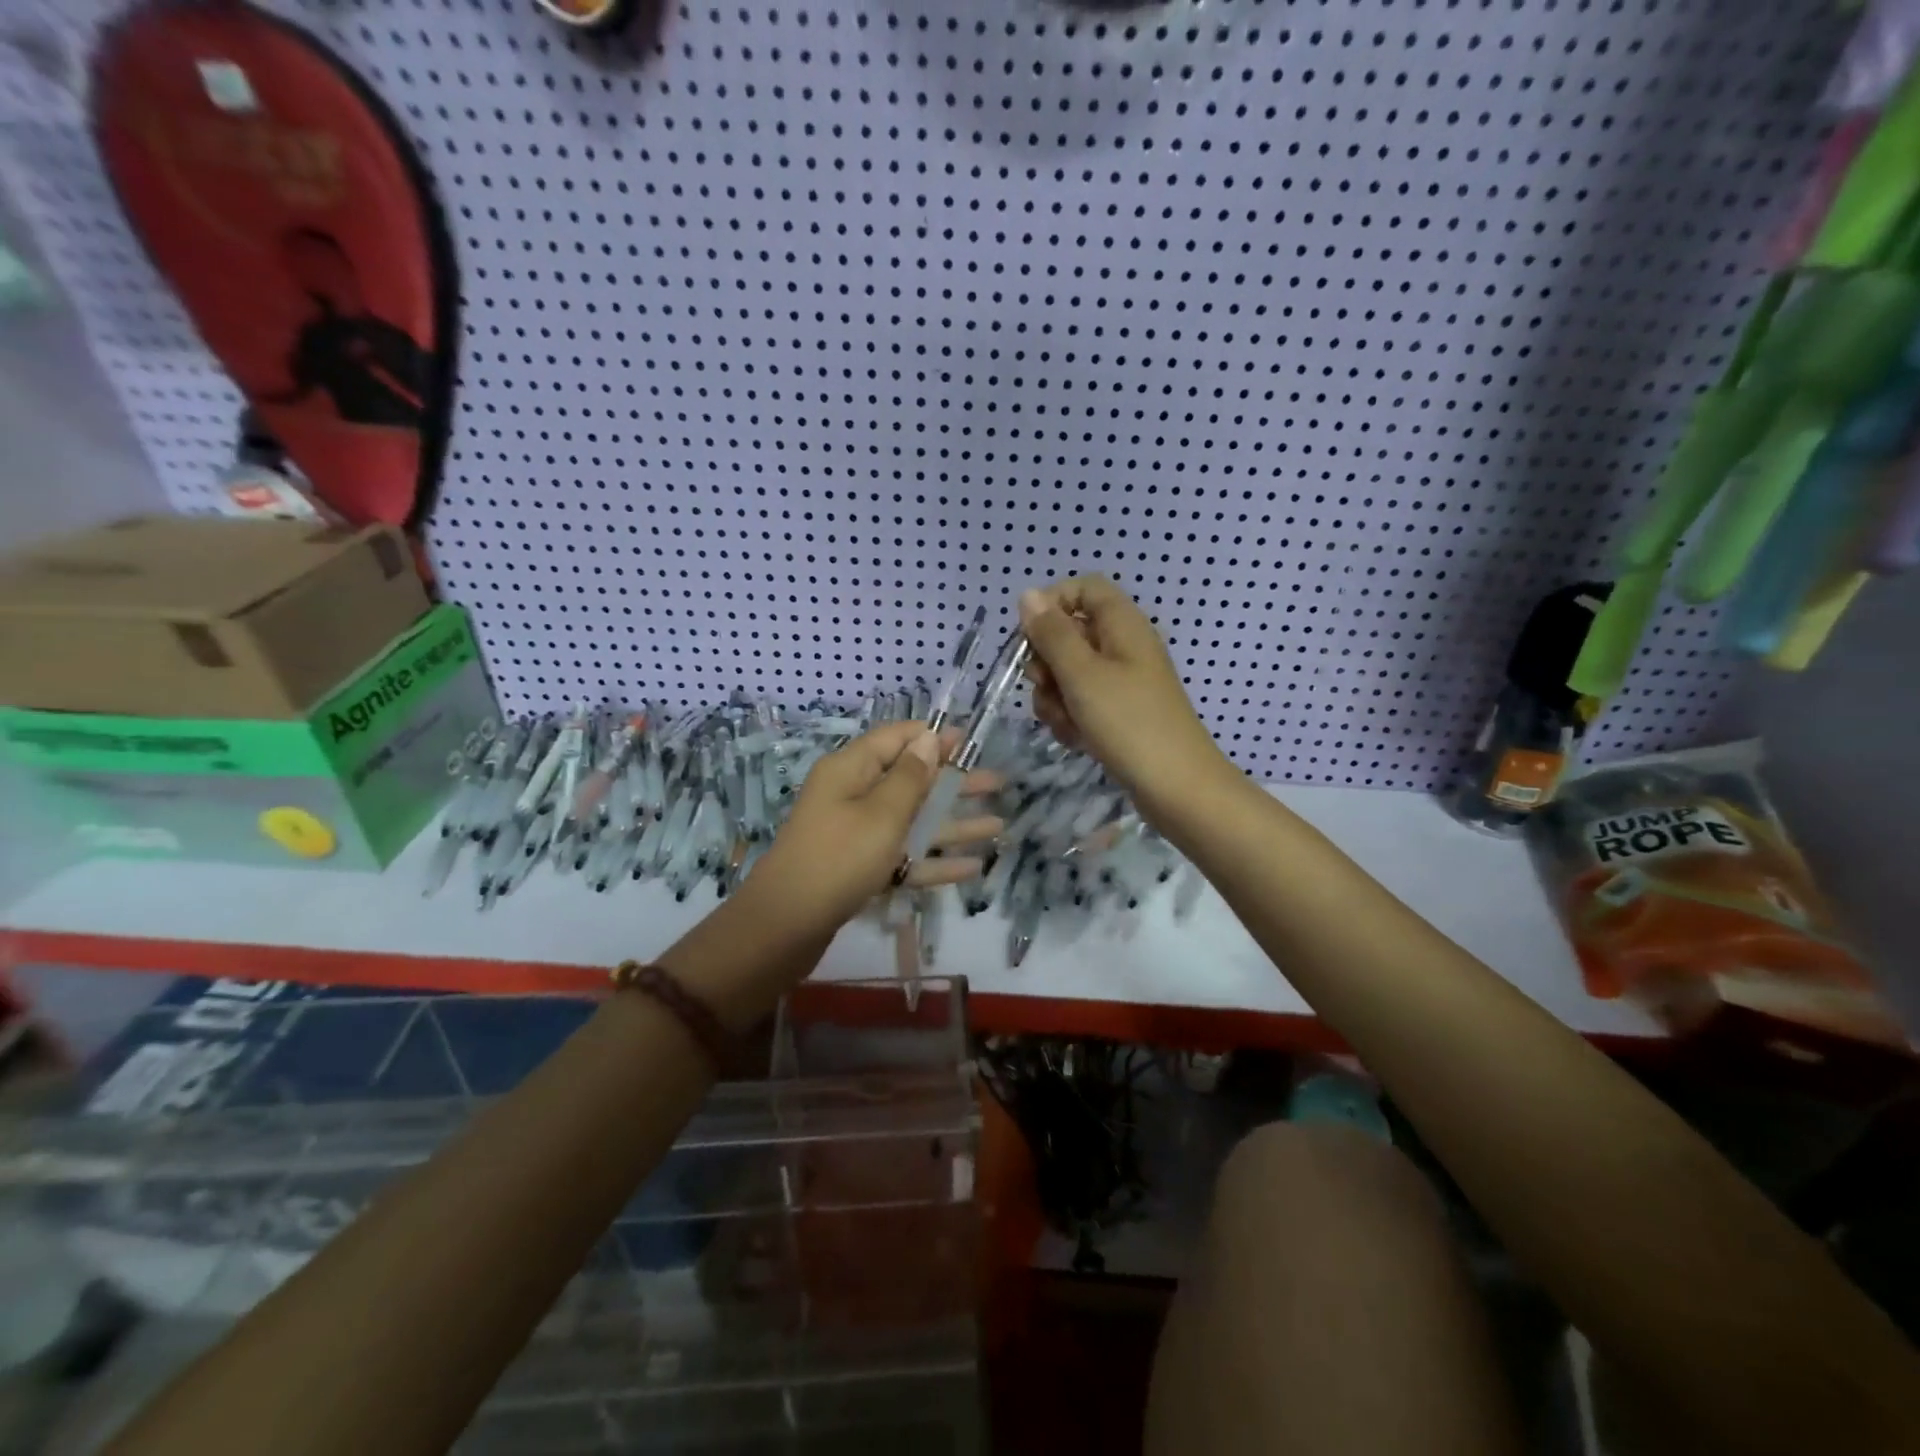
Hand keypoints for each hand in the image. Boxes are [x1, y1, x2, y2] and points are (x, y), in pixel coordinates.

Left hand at [751, 722, 1002, 937]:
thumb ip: (910, 776)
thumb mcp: (882, 813)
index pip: (897, 739)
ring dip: (953, 824)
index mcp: (851, 769)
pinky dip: (933, 861)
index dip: (934, 738)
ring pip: (912, 822)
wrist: (785, 926)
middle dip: (954, 783)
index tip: (971, 742)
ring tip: (999, 827)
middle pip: (911, 781)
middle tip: (998, 784)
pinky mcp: (859, 869)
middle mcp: (852, 796)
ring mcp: (855, 834)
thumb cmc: (839, 858)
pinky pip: (902, 857)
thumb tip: (929, 738)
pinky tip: (971, 869)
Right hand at [1019, 576, 1229, 811]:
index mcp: (1122, 625)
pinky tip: (1075, 739)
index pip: (1083, 588)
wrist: (1176, 788)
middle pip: (1069, 633)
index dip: (1052, 604)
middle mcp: (1123, 646)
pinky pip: (1080, 702)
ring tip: (1066, 723)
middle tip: (1047, 688)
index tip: (1030, 637)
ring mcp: (1121, 682)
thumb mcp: (1082, 674)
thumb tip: (1029, 594)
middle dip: (1046, 662)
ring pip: (1068, 673)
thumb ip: (1052, 633)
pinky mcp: (1118, 713)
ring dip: (1054, 697)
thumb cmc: (1129, 723)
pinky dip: (1071, 717)